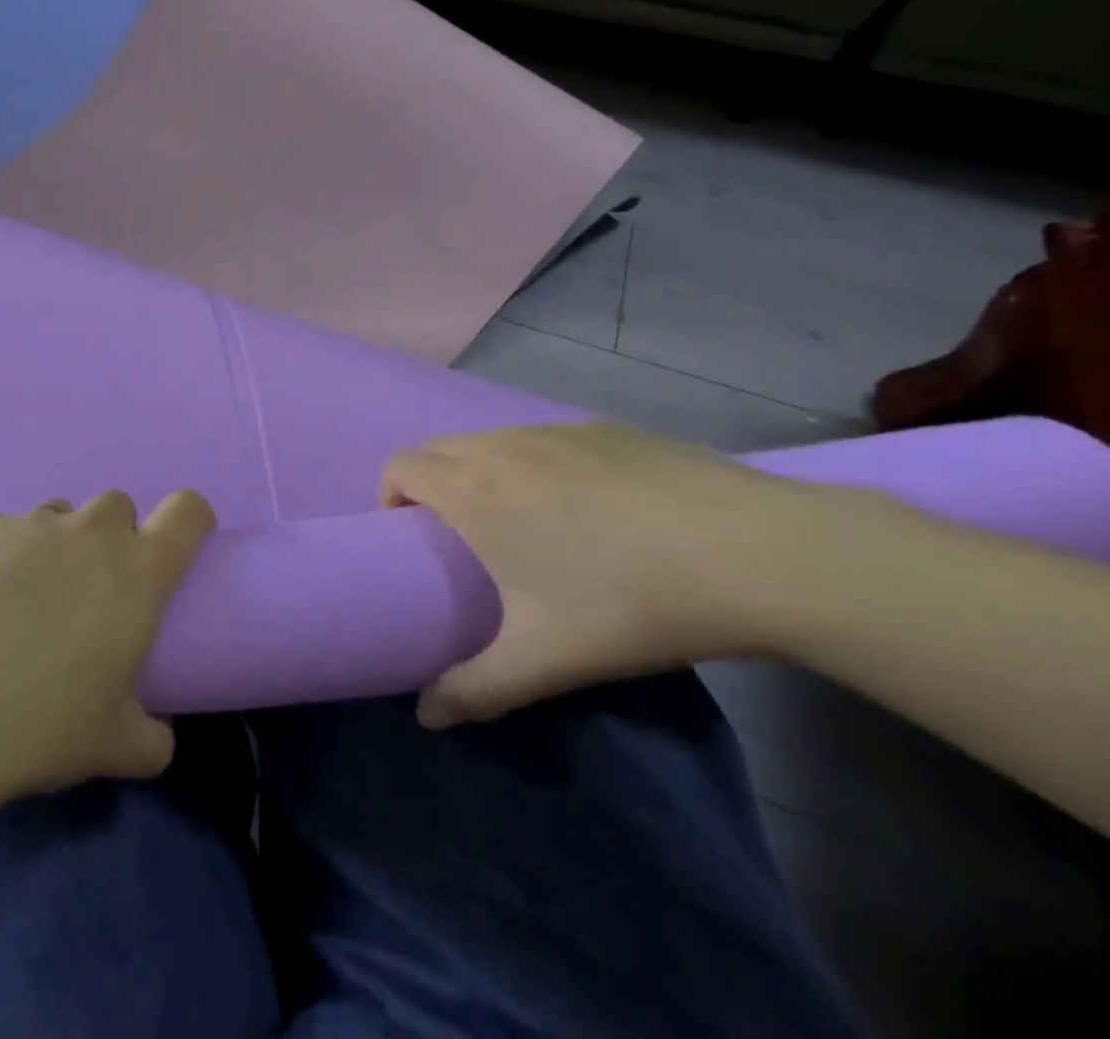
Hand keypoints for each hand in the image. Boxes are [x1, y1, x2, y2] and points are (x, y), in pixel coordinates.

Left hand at [0, 489, 215, 799]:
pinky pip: (7, 529)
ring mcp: (33, 524)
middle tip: (92, 591)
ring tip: (29, 597)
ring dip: (59, 544)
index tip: (176, 550)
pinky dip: (4, 554)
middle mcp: (91, 532)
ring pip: (61, 514)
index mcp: (139, 570)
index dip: (190, 520)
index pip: (188, 511)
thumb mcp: (116, 747)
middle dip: (114, 537)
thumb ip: (153, 737)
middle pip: (119, 505)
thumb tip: (157, 734)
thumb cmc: (44, 725)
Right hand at [382, 423, 874, 726]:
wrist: (755, 552)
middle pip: (439, 448)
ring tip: (529, 524)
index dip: (392, 495)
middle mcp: (502, 447)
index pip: (400, 465)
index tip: (415, 537)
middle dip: (434, 484)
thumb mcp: (545, 659)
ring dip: (486, 472)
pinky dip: (540, 464)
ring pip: (493, 441)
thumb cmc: (627, 601)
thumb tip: (426, 717)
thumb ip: (474, 689)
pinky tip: (595, 509)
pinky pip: (546, 439)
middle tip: (465, 538)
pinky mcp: (607, 429)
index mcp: (473, 489)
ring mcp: (557, 431)